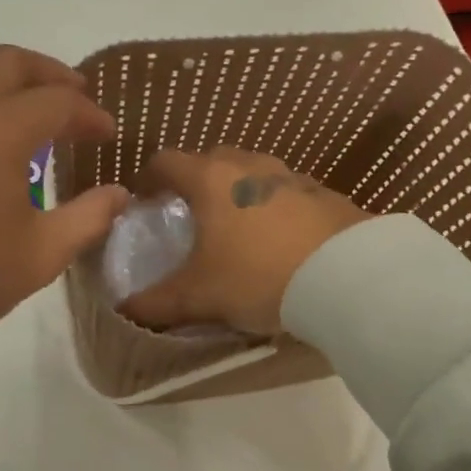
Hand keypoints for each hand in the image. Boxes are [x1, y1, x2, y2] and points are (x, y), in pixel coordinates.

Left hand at [0, 46, 128, 347]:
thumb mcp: (39, 255)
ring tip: (24, 98)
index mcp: (1, 128)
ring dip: (5, 71)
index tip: (107, 135)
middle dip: (51, 74)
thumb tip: (119, 194)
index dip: (91, 116)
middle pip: (12, 62)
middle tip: (74, 98)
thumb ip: (88, 218)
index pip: (59, 102)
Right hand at [120, 148, 369, 335]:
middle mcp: (248, 166)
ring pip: (251, 173)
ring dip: (237, 192)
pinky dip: (273, 207)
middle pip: (210, 160)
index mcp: (211, 179)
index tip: (144, 202)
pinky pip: (285, 192)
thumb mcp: (201, 296)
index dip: (149, 179)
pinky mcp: (323, 193)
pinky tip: (279, 240)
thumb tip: (123, 309)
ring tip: (236, 229)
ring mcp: (290, 175)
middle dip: (195, 183)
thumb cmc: (258, 276)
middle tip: (191, 216)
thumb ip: (157, 303)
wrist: (347, 276)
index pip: (166, 161)